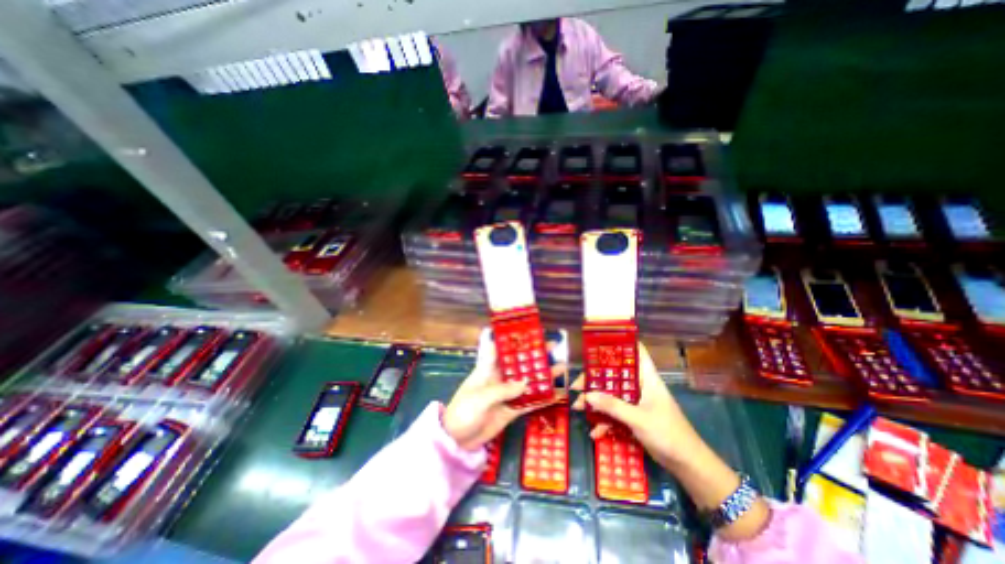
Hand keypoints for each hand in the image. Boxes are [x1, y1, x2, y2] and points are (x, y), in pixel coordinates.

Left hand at [442, 337, 560, 451]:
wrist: (457, 440)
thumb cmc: (464, 411)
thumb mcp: (480, 398)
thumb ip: (503, 390)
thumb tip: (526, 383)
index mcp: (487, 369)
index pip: (501, 349)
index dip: (514, 340)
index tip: (530, 334)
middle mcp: (499, 378)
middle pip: (519, 364)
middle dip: (535, 356)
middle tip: (553, 348)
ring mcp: (507, 395)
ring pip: (527, 382)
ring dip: (542, 376)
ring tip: (561, 368)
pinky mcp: (511, 410)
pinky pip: (528, 402)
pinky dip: (541, 399)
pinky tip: (556, 394)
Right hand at [569, 342, 699, 468]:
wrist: (688, 465)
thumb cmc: (668, 434)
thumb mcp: (638, 419)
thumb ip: (613, 406)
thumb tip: (587, 395)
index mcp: (647, 378)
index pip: (636, 352)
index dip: (619, 345)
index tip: (597, 346)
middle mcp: (640, 386)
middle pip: (615, 375)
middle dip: (596, 380)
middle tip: (577, 386)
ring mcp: (637, 402)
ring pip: (612, 394)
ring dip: (596, 401)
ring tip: (578, 408)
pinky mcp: (635, 417)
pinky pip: (615, 413)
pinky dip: (605, 420)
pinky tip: (595, 431)